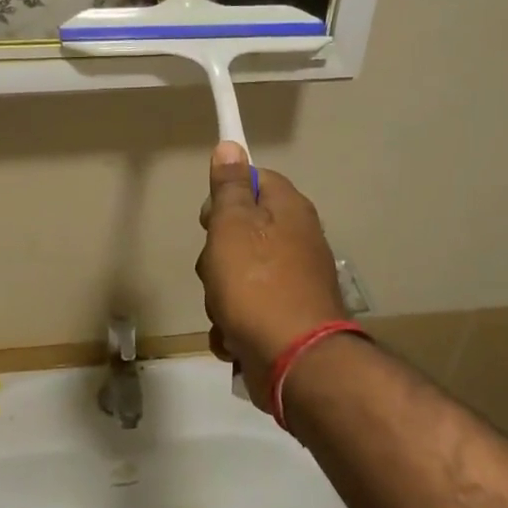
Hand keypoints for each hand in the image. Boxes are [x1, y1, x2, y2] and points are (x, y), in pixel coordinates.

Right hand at [196, 142, 348, 402]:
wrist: (294, 361)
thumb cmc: (256, 284)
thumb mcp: (232, 225)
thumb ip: (228, 186)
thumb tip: (230, 146)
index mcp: (289, 210)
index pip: (255, 180)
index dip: (226, 196)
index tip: (210, 219)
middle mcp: (297, 240)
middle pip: (241, 232)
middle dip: (217, 256)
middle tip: (215, 269)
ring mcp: (293, 282)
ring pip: (237, 276)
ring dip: (221, 295)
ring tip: (225, 311)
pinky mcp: (286, 318)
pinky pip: (247, 311)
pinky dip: (234, 325)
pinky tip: (233, 337)